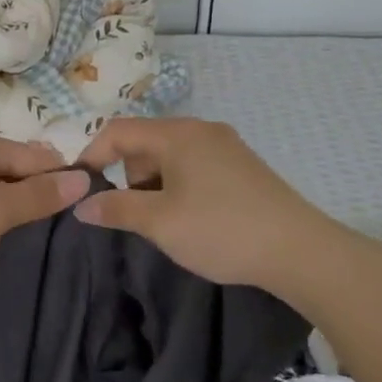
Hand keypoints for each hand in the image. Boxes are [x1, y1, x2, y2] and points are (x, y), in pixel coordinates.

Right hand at [74, 117, 336, 287]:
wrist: (300, 251)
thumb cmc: (221, 230)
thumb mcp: (159, 223)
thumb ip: (116, 209)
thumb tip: (81, 205)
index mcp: (178, 134)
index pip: (118, 131)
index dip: (92, 155)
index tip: (81, 188)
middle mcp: (201, 130)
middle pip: (145, 142)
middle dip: (128, 176)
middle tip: (134, 214)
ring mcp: (226, 146)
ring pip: (170, 157)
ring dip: (155, 184)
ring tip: (166, 222)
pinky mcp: (242, 166)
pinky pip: (195, 166)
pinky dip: (179, 186)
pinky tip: (193, 219)